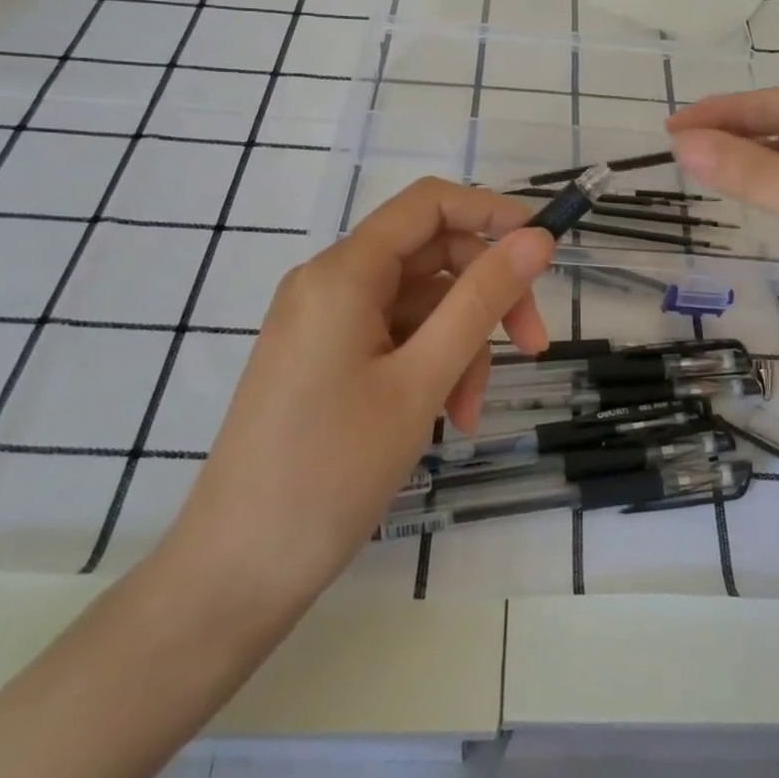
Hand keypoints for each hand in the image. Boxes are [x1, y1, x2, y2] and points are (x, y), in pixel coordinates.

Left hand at [159, 179, 554, 619]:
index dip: (492, 212)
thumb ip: (482, 300)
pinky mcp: (323, 357)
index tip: (543, 249)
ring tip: (467, 414)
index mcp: (343, 271)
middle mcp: (329, 282)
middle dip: (485, 296)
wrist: (235, 574)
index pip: (429, 203)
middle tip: (533, 346)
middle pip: (430, 257)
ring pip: (419, 304)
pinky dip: (429, 366)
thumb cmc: (330, 472)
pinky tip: (442, 417)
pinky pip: (395, 337)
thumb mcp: (422, 380)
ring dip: (460, 346)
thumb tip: (537, 239)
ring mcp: (324, 322)